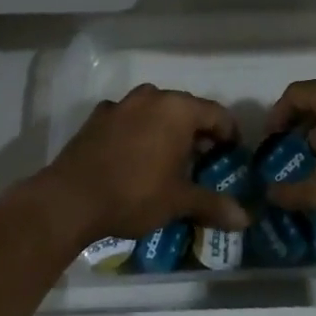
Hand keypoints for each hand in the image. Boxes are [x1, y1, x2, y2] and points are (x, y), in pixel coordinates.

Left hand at [40, 84, 248, 245]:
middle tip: (203, 161)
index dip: (229, 134)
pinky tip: (134, 157)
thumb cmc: (134, 193)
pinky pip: (128, 119)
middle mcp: (152, 97)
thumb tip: (245, 219)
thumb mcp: (178, 201)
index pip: (217, 114)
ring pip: (156, 111)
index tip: (231, 155)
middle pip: (186, 109)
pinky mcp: (98, 117)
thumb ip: (213, 205)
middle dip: (198, 132)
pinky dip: (137, 132)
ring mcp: (122, 104)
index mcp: (178, 109)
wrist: (70, 199)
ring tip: (169, 159)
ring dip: (166, 129)